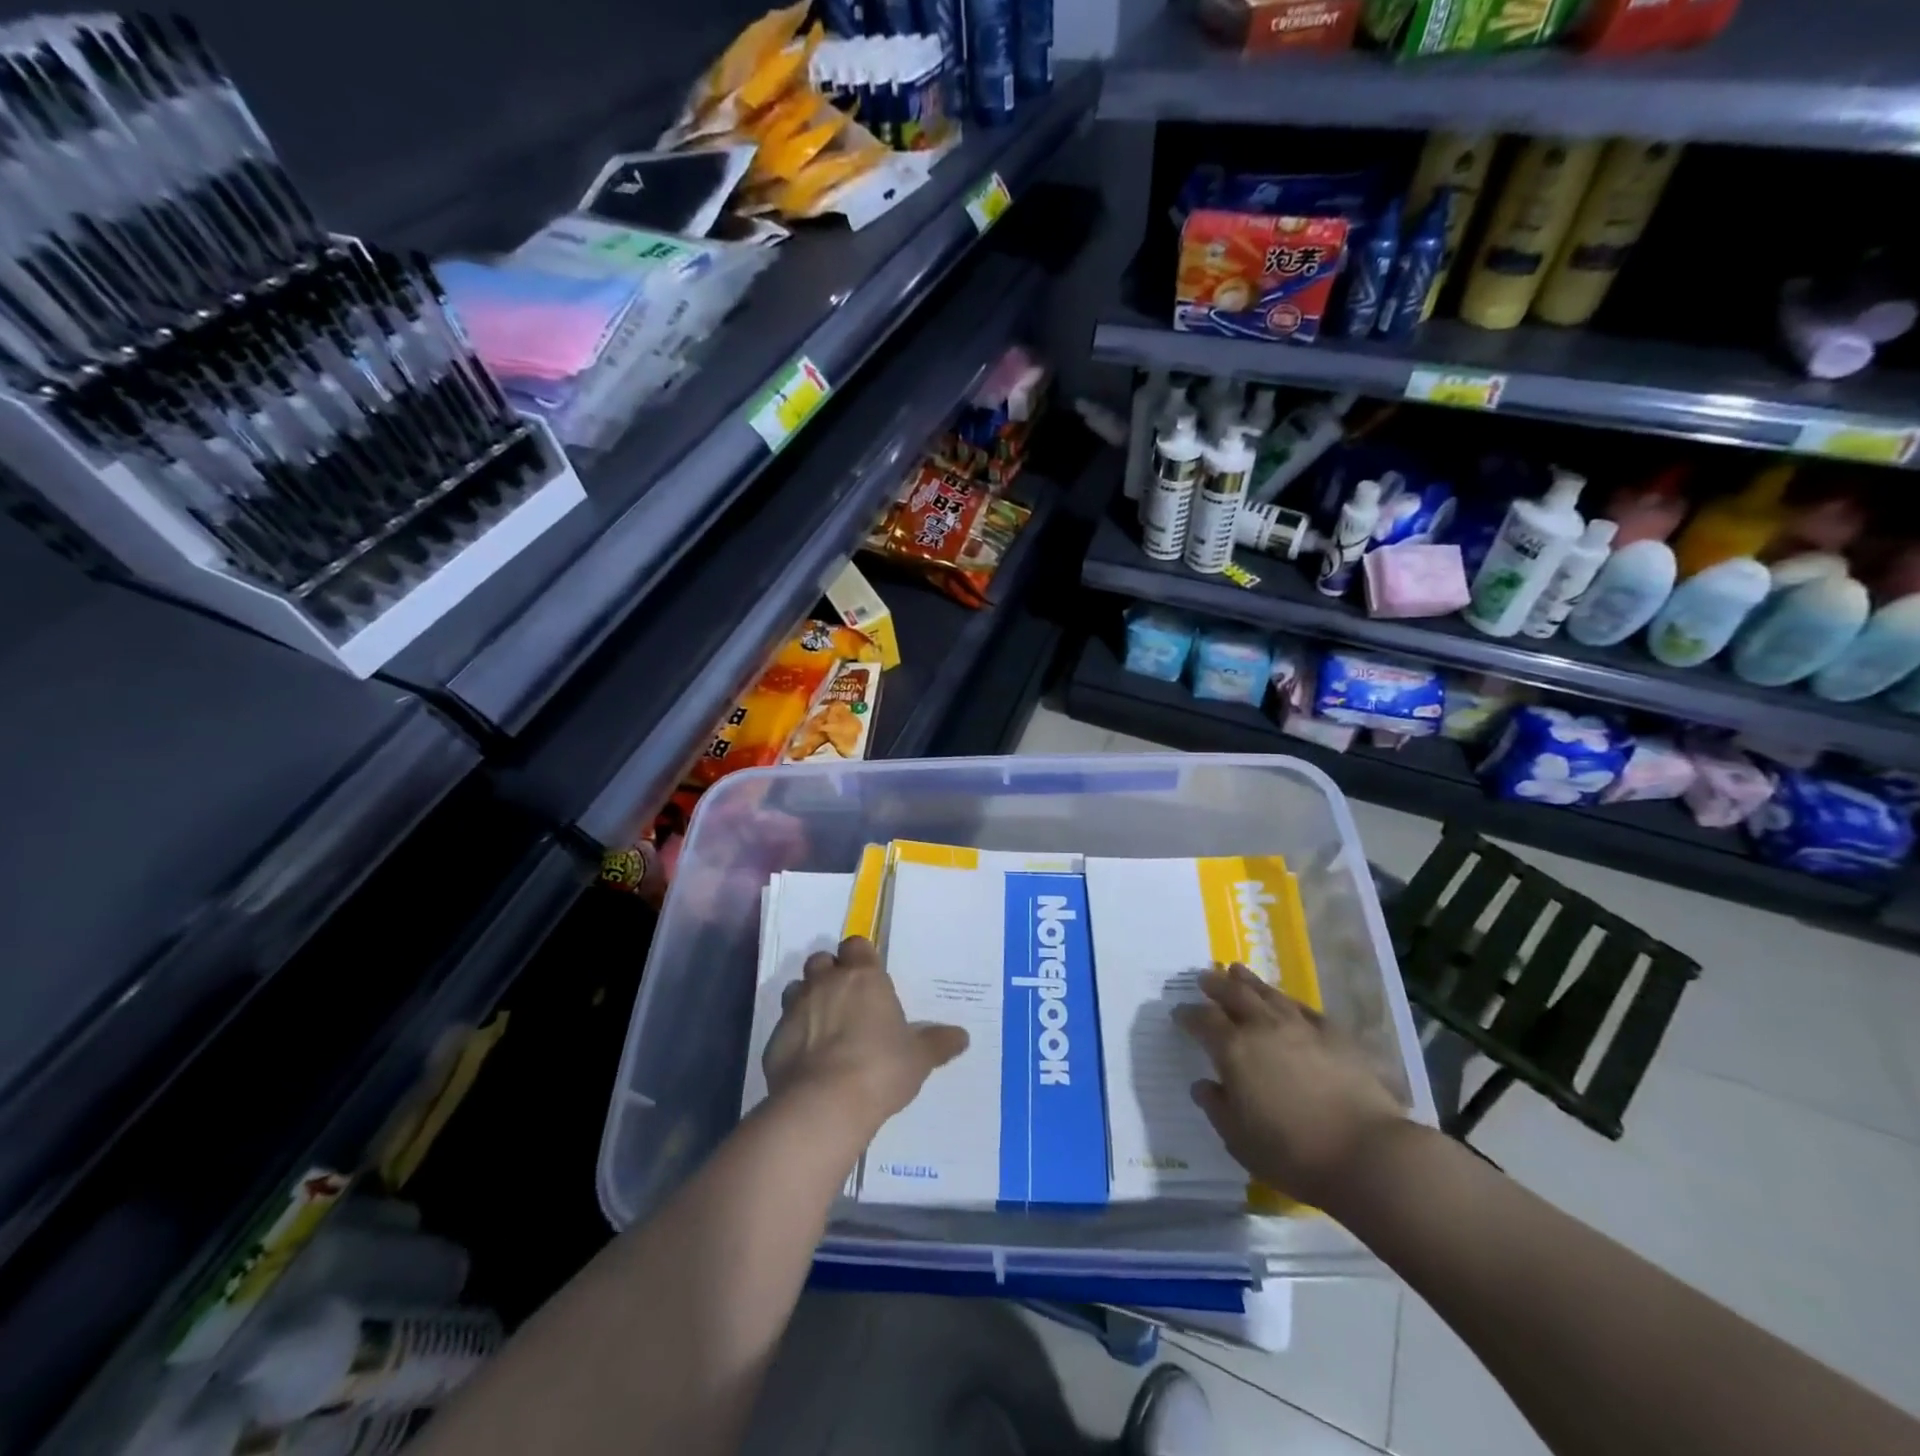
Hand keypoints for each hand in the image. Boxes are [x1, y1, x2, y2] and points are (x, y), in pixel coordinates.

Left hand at [763, 937, 968, 1133]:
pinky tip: (806, 1059)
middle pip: (822, 961)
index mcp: (863, 977)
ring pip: (796, 988)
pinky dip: (793, 1036)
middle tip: (846, 999)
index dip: (860, 957)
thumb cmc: (880, 1068)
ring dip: (807, 1000)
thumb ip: (938, 1043)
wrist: (824, 1103)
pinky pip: (783, 1027)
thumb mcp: (919, 1058)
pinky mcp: (774, 1038)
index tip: (868, 975)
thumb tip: (962, 1036)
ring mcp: (796, 1008)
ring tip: (823, 1027)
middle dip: (830, 974)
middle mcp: (826, 983)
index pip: (856, 945)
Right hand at [1175, 964, 1406, 1207]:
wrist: (1366, 1153)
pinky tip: (1287, 1001)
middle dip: (1215, 984)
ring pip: (1268, 993)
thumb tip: (1203, 1084)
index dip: (1188, 1014)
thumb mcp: (1238, 1139)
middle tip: (1204, 978)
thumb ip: (1216, 1107)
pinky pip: (1304, 1008)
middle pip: (1233, 994)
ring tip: (1237, 970)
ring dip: (1249, 981)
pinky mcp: (1335, 1035)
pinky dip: (1288, 1001)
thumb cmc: (1292, 1152)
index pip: (1202, 1020)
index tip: (1179, 1013)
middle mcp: (1263, 1027)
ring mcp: (1301, 1027)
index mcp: (1233, 1049)